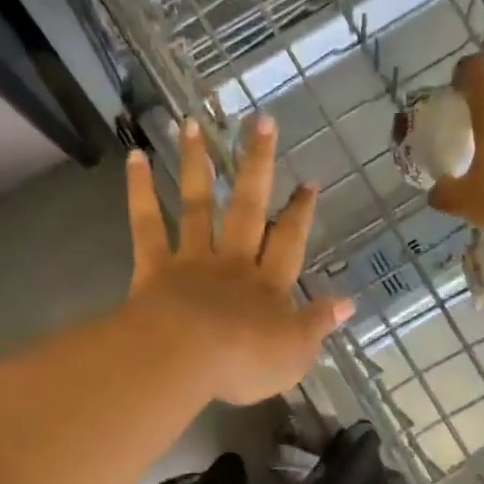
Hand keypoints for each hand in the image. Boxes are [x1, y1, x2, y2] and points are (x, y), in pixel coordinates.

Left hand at [125, 116, 353, 405]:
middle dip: (258, 164)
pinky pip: (147, 224)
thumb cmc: (244, 361)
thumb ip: (317, 324)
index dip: (300, 212)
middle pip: (249, 206)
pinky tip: (136, 157)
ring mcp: (192, 260)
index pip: (289, 241)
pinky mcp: (155, 267)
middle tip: (263, 122)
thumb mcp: (294, 353)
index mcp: (268, 284)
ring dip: (197, 163)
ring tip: (193, 123)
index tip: (308, 181)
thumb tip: (347, 304)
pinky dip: (140, 190)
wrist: (183, 358)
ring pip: (198, 205)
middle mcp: (233, 262)